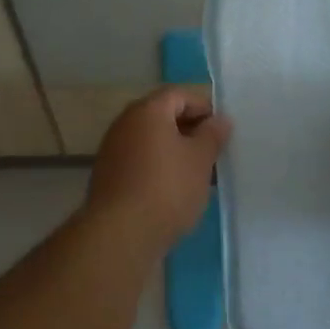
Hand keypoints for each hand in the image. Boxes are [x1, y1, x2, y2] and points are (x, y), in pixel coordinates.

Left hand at [81, 87, 230, 252]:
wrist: (120, 234)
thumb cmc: (167, 188)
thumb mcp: (200, 160)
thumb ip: (212, 135)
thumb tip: (220, 119)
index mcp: (147, 111)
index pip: (178, 94)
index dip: (203, 106)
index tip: (222, 130)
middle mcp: (124, 123)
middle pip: (162, 115)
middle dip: (189, 129)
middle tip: (213, 151)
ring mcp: (112, 150)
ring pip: (150, 140)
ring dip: (174, 150)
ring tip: (197, 173)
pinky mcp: (108, 176)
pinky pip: (139, 160)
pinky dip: (158, 166)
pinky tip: (174, 190)